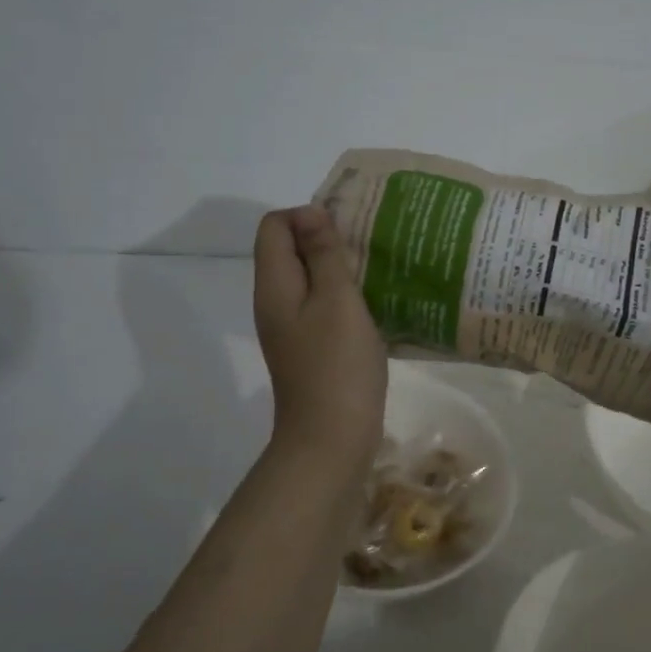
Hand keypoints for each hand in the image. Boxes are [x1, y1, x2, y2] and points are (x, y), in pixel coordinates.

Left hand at [253, 206, 387, 479]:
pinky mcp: (310, 348)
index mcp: (275, 285)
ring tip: (376, 272)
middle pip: (289, 251)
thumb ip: (325, 254)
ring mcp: (291, 328)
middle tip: (368, 248)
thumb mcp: (337, 300)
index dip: (307, 217)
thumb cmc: (337, 365)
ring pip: (308, 279)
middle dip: (325, 240)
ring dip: (338, 269)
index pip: (274, 226)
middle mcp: (275, 302)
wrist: (331, 439)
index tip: (346, 233)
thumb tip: (311, 212)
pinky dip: (343, 297)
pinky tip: (374, 305)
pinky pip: (321, 306)